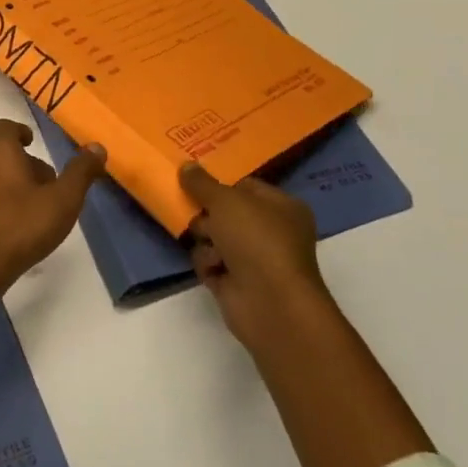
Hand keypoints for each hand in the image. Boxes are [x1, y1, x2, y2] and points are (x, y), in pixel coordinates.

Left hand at [0, 120, 105, 288]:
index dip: (20, 132)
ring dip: (12, 183)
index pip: (5, 127)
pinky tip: (16, 225)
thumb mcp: (63, 199)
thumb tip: (97, 147)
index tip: (34, 143)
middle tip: (48, 184)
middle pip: (0, 153)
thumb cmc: (22, 225)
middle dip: (24, 163)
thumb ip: (81, 172)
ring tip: (35, 206)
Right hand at [181, 162, 331, 351]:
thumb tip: (186, 165)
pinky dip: (208, 265)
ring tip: (212, 250)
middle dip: (207, 216)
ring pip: (213, 238)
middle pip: (225, 213)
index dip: (219, 184)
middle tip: (200, 218)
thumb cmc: (256, 239)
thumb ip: (202, 182)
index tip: (193, 182)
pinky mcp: (237, 282)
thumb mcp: (226, 200)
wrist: (269, 301)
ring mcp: (254, 259)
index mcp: (281, 206)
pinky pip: (210, 263)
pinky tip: (214, 270)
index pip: (244, 186)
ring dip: (206, 242)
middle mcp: (271, 231)